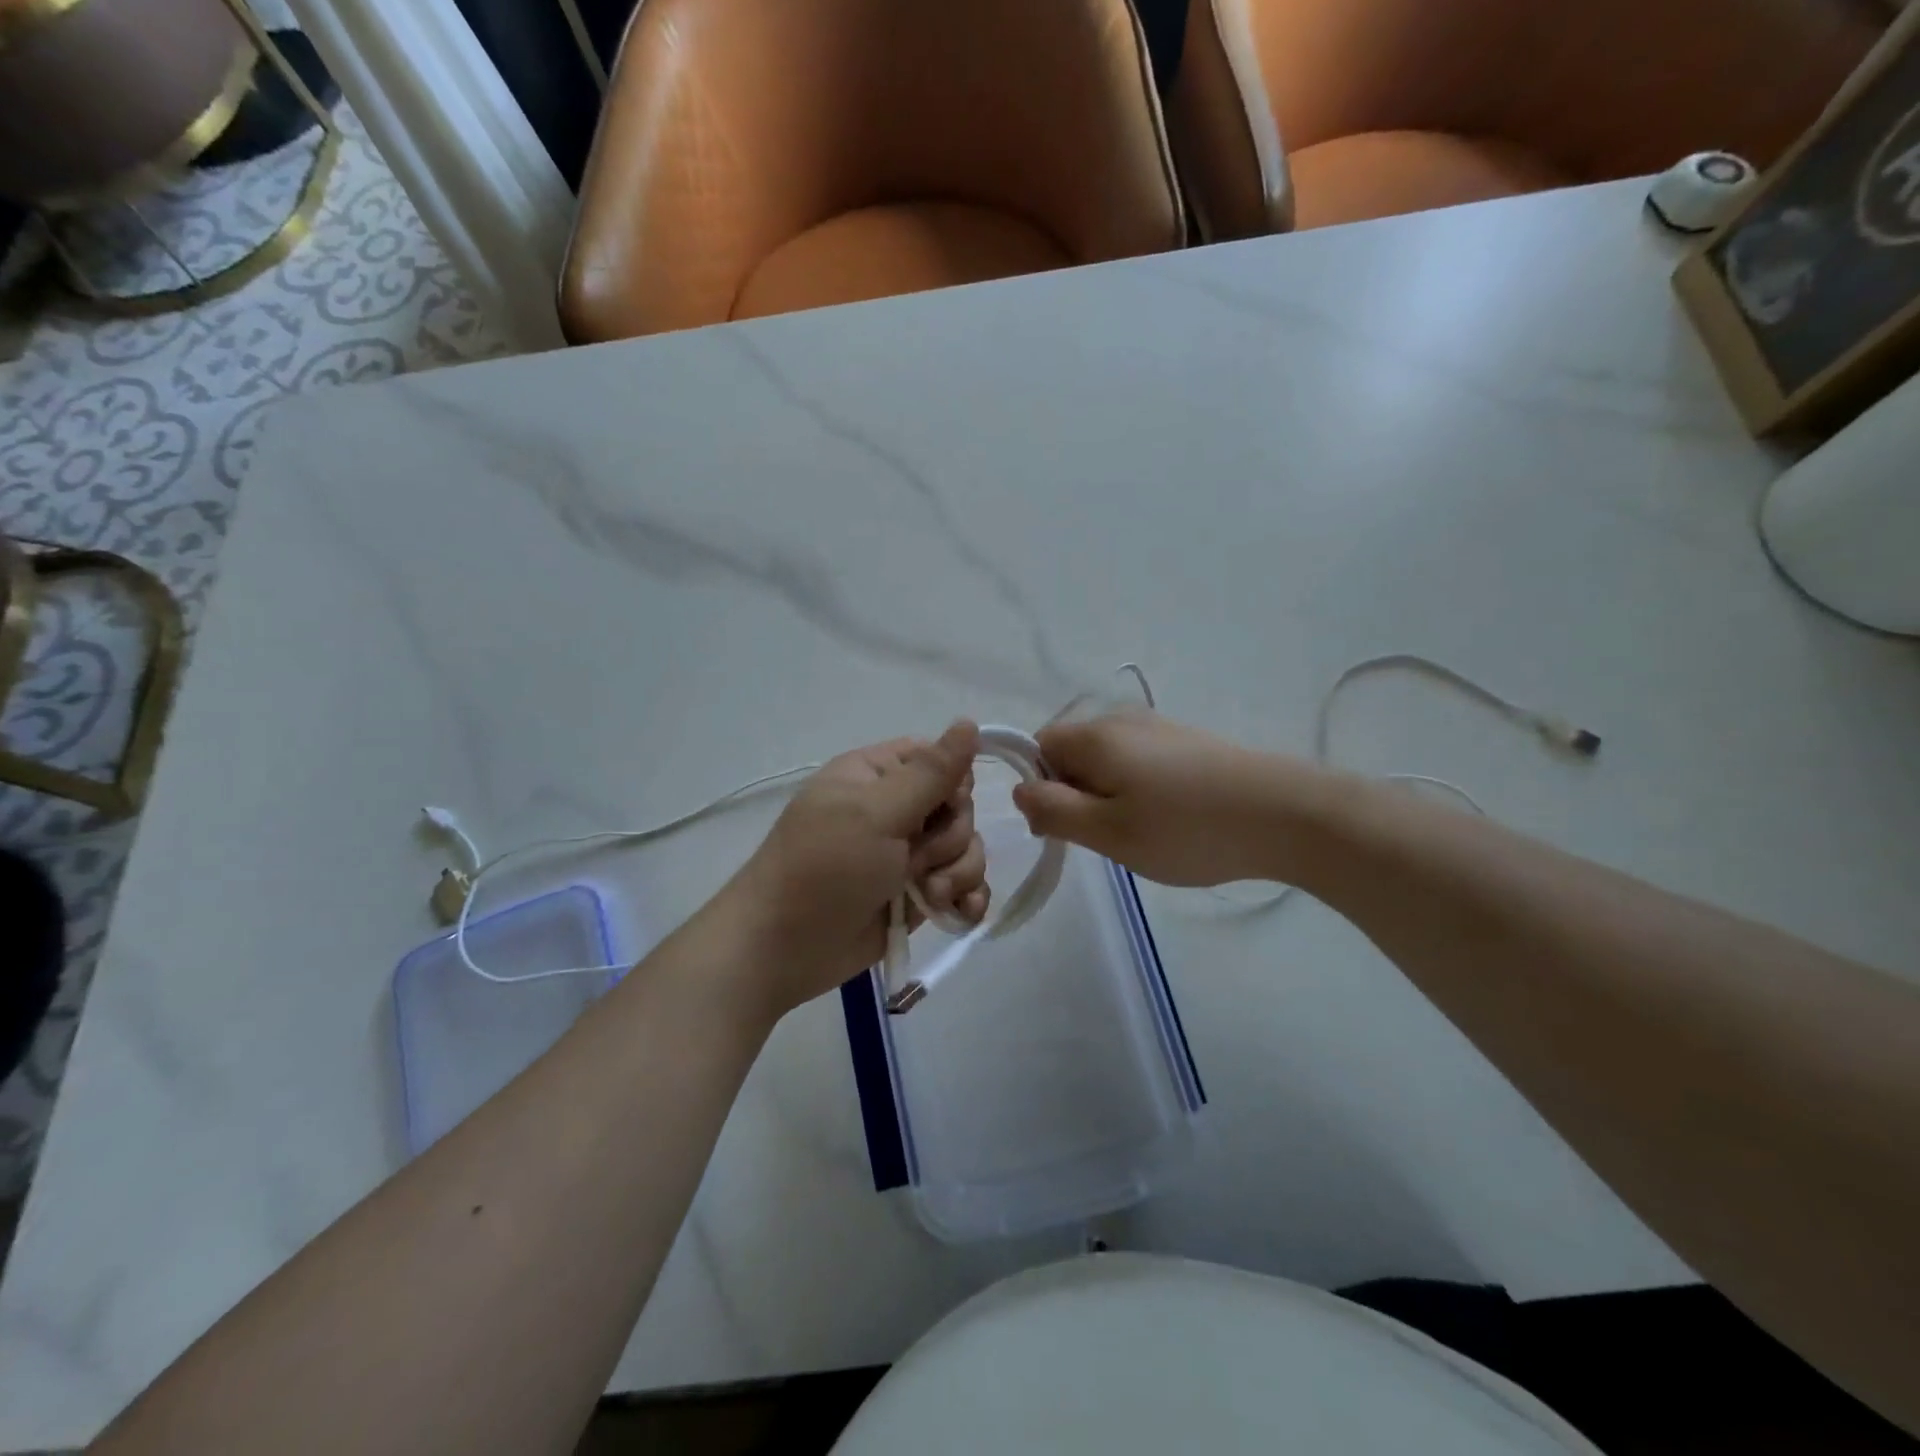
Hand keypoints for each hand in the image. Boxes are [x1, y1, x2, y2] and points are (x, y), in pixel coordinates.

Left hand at [727, 722, 988, 1014]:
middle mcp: (896, 810)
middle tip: (917, 862)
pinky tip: (959, 912)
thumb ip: (930, 773)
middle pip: (959, 807)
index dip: (954, 782)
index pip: (938, 759)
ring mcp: (908, 855)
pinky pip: (963, 886)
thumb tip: (969, 722)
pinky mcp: (918, 896)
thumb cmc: (824, 868)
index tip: (944, 806)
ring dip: (959, 873)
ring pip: (966, 849)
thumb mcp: (876, 813)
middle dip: (952, 838)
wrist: (785, 949)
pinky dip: (966, 899)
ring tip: (930, 896)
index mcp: (877, 775)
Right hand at [1014, 711, 1328, 886]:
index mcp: (1095, 735)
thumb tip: (1020, 790)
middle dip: (1076, 793)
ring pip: (1107, 761)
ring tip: (1143, 833)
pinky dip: (1140, 791)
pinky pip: (1139, 763)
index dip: (1040, 786)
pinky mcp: (1188, 743)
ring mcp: (1159, 728)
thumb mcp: (1107, 832)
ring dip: (1109, 796)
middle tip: (1107, 836)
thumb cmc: (1186, 828)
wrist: (1287, 814)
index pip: (1037, 746)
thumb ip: (1053, 810)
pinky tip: (1172, 820)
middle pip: (1072, 752)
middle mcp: (1122, 720)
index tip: (1066, 825)